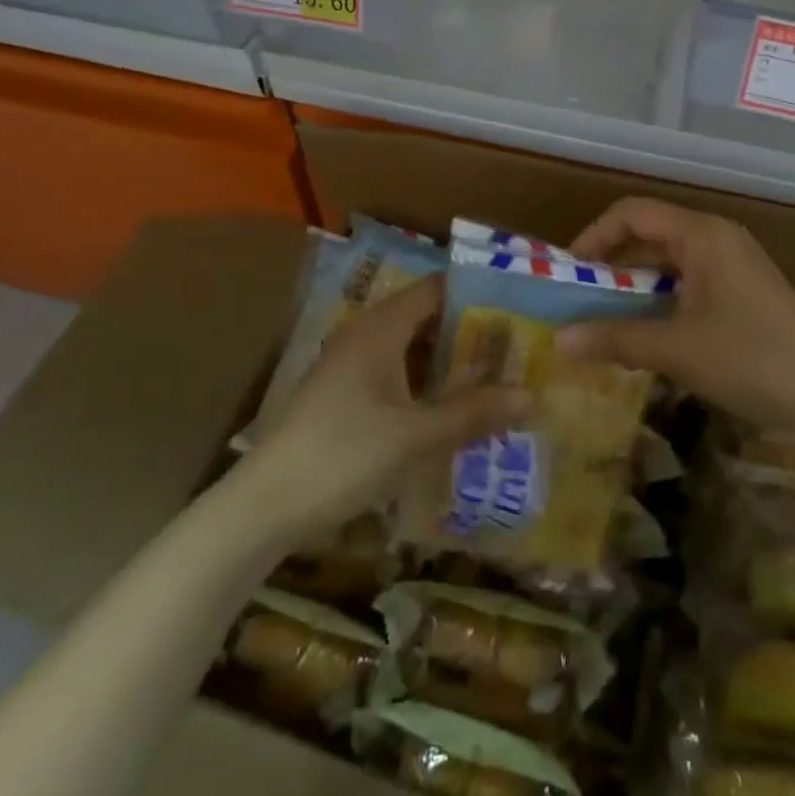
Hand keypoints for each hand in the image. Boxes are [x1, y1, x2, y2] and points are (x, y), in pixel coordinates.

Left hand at [247, 275, 529, 540]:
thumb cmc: (343, 456)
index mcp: (381, 328)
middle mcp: (365, 335)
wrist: (264, 507)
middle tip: (514, 345)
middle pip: (425, 316)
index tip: (517, 306)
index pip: (436, 289)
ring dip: (446, 358)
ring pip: (409, 347)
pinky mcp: (342, 395)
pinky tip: (447, 406)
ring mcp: (350, 365)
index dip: (476, 293)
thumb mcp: (415, 437)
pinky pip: (394, 371)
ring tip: (492, 373)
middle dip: (468, 329)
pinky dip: (424, 380)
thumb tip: (530, 395)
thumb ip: (472, 413)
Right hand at [561, 198, 794, 434]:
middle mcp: (717, 236)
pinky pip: (691, 279)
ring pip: (670, 260)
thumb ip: (615, 338)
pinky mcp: (745, 287)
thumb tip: (559, 341)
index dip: (594, 236)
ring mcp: (734, 261)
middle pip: (650, 233)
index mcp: (700, 234)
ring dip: (636, 284)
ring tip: (605, 317)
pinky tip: (649, 330)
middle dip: (612, 263)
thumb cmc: (751, 359)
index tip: (569, 272)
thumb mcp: (676, 349)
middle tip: (579, 298)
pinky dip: (662, 297)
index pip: (632, 213)